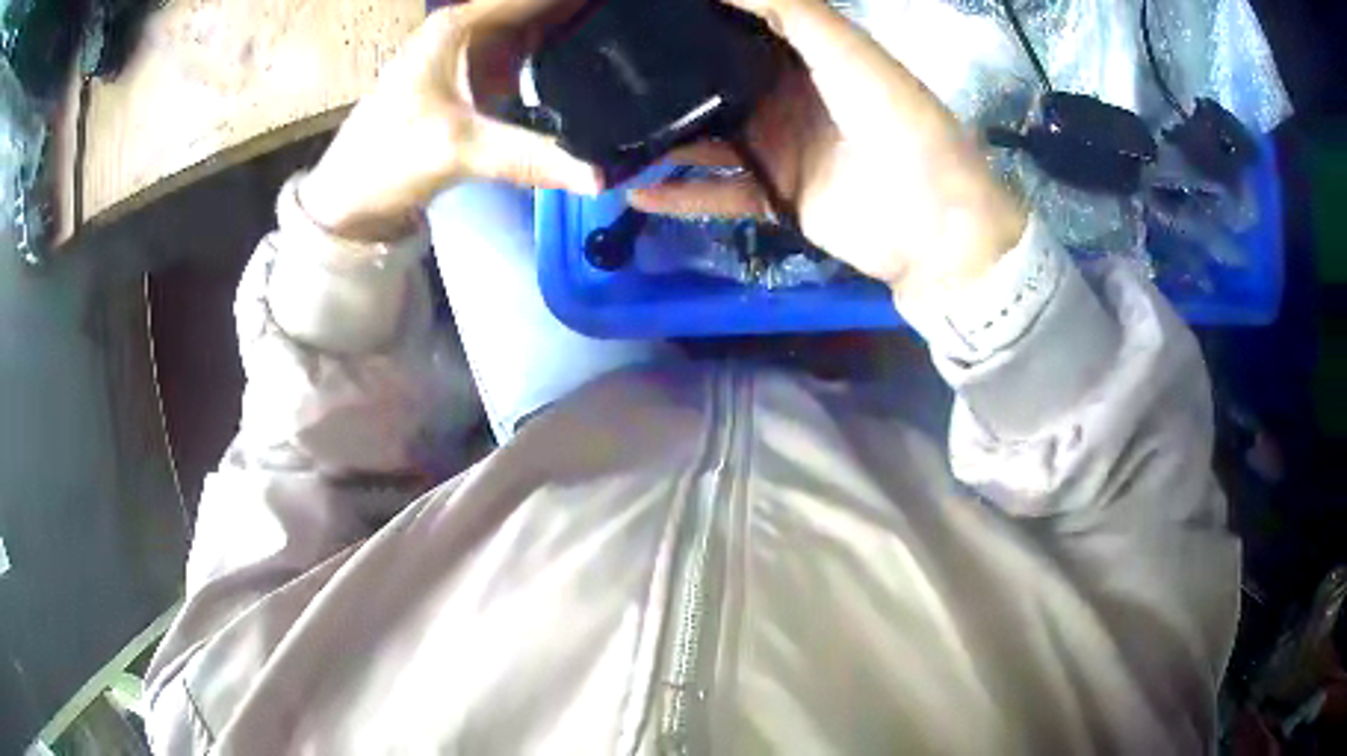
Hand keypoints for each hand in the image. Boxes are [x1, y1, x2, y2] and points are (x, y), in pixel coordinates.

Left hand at [300, 0, 601, 241]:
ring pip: (541, 28)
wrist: (352, 198)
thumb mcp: (455, 150)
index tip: (630, 9)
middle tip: (639, 30)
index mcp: (461, 25)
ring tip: (630, 47)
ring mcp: (475, 53)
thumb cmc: (388, 159)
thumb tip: (599, 176)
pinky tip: (600, 69)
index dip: (579, 2)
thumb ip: (527, 157)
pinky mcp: (479, 79)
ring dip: (580, 33)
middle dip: (585, 15)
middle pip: (543, 7)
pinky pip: (533, 56)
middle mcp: (472, 28)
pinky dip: (564, 57)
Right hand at [628, 0, 1026, 303]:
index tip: (639, 12)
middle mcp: (788, 97)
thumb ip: (791, 11)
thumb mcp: (847, 53)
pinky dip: (679, 195)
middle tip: (603, 71)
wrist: (934, 228)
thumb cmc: (900, 126)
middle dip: (666, 76)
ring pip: (708, 138)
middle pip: (716, 82)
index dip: (696, 17)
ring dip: (663, 137)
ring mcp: (779, 149)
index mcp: (808, 57)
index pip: (741, 27)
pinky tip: (634, 191)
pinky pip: (717, 194)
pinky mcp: (775, 198)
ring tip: (603, 132)